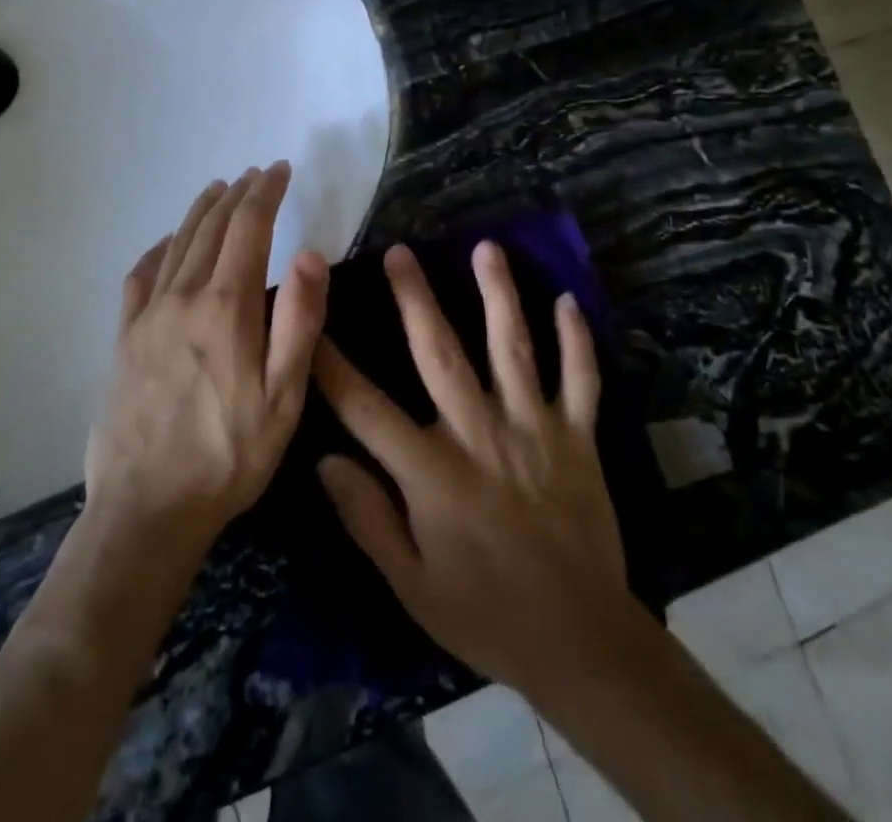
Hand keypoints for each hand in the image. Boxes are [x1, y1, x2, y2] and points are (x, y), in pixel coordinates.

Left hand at [85, 163, 327, 547]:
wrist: (146, 509)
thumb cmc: (228, 455)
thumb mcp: (283, 397)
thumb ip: (299, 321)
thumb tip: (309, 253)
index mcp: (226, 306)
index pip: (249, 228)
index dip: (266, 193)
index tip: (280, 170)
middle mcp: (183, 297)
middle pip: (212, 228)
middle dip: (238, 195)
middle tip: (256, 174)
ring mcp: (148, 316)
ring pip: (176, 244)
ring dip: (200, 211)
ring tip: (218, 189)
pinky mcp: (124, 339)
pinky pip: (140, 277)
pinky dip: (158, 249)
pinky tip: (165, 244)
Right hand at [311, 242, 634, 703]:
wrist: (581, 643)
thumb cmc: (486, 615)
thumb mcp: (412, 585)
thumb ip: (367, 518)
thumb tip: (323, 459)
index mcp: (433, 472)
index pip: (367, 407)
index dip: (332, 363)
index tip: (309, 320)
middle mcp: (480, 435)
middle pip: (441, 352)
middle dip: (415, 298)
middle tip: (399, 251)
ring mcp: (535, 429)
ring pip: (514, 348)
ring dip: (499, 295)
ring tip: (487, 248)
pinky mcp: (579, 437)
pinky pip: (580, 379)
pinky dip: (576, 339)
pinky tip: (567, 299)